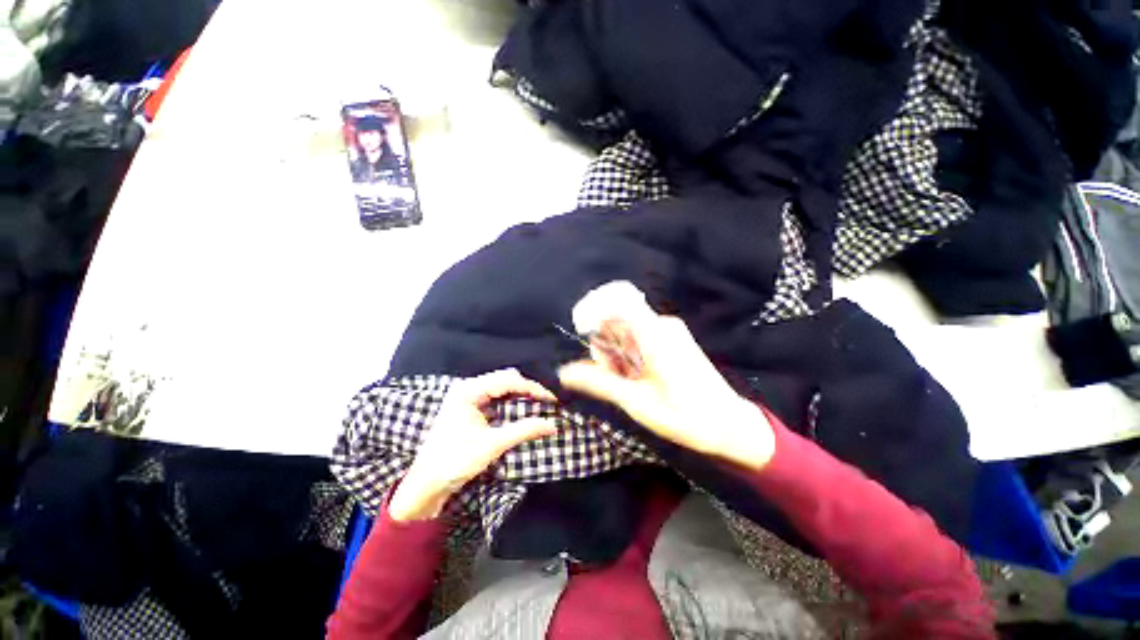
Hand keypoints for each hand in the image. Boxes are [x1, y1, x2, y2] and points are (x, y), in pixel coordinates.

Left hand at [388, 369, 558, 520]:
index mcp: (469, 390)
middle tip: (547, 401)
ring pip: (501, 386)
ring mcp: (467, 396)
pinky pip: (495, 396)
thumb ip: (523, 430)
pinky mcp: (469, 406)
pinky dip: (511, 400)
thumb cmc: (455, 462)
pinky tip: (522, 408)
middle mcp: (467, 387)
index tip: (552, 398)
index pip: (508, 380)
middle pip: (505, 379)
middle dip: (528, 389)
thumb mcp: (492, 445)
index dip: (532, 388)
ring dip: (520, 394)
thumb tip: (552, 425)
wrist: (425, 484)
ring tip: (539, 403)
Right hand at [558, 282, 773, 470]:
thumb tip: (564, 372)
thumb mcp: (637, 402)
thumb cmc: (685, 417)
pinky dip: (628, 355)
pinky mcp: (671, 339)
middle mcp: (662, 325)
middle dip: (604, 345)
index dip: (594, 312)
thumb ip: (599, 382)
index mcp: (655, 335)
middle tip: (611, 376)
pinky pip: (639, 337)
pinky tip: (635, 378)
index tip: (582, 334)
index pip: (618, 303)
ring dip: (615, 353)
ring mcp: (668, 331)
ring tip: (625, 382)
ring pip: (626, 331)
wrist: (729, 425)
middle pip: (617, 320)